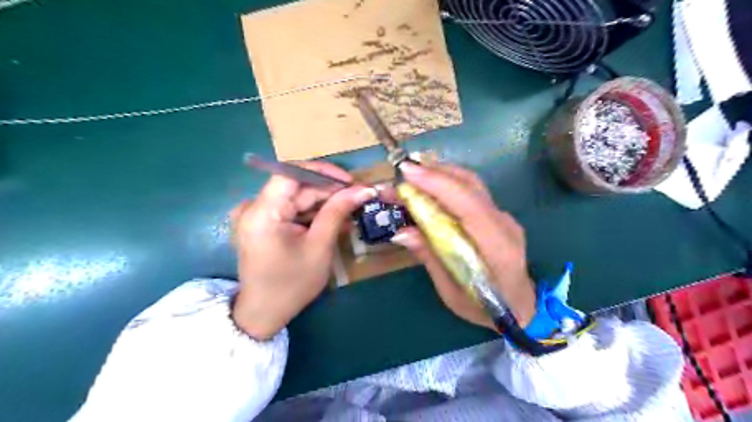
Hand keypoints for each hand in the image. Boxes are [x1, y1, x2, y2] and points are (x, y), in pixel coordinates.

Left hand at [230, 162, 376, 339]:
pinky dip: (312, 214)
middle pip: (296, 186)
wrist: (264, 313)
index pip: (291, 173)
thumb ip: (338, 212)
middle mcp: (254, 207)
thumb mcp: (319, 247)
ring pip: (296, 197)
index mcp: (262, 213)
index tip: (350, 181)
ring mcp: (256, 214)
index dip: (323, 172)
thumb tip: (363, 189)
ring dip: (323, 203)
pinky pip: (291, 209)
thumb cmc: (292, 284)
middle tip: (358, 197)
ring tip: (350, 212)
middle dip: (328, 191)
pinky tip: (332, 221)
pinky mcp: (262, 223)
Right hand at [387, 163, 533, 330]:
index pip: (469, 205)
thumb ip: (430, 258)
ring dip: (439, 174)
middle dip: (432, 173)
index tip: (407, 172)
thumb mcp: (452, 293)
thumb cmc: (486, 309)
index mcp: (496, 247)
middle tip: (400, 174)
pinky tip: (429, 188)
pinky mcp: (496, 215)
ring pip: (471, 183)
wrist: (521, 307)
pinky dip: (447, 184)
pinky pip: (470, 191)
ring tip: (410, 178)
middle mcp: (503, 223)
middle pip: (470, 185)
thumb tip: (400, 232)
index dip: (438, 184)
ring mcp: (502, 216)